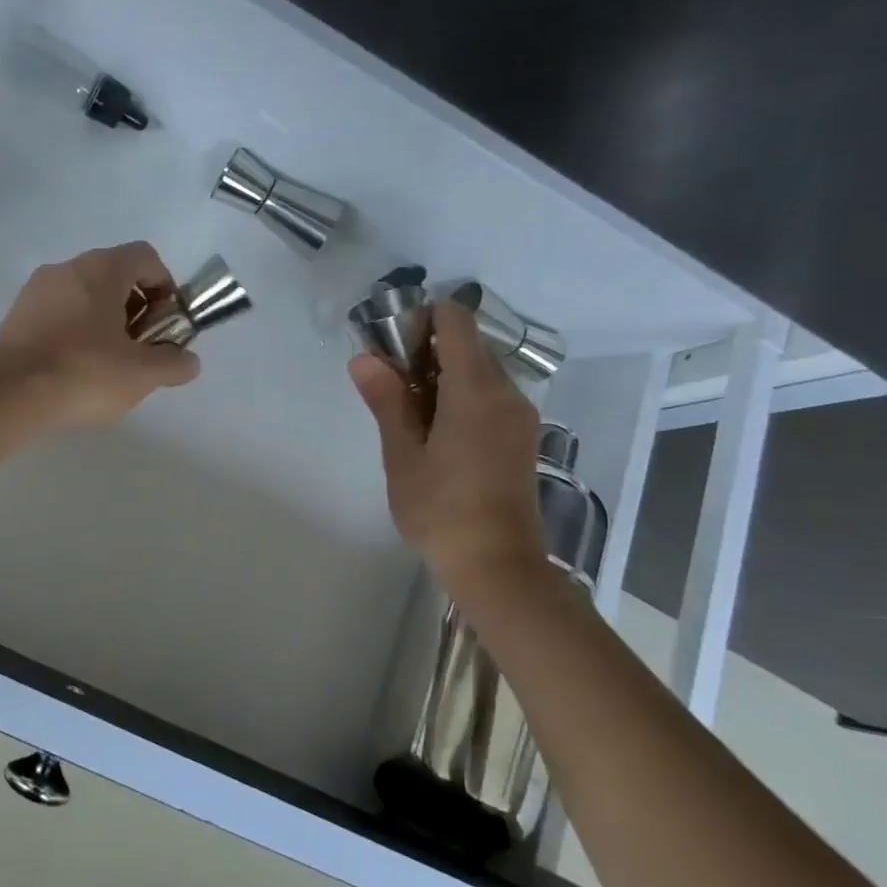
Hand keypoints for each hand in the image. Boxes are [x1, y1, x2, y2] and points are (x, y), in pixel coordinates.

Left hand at [0, 241, 202, 427]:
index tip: (166, 324)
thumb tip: (188, 361)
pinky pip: (57, 315)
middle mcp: (68, 267)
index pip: (146, 257)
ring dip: (104, 323)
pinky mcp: (15, 315)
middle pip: (114, 276)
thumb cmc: (84, 372)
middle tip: (139, 350)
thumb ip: (174, 363)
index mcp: (103, 268)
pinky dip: (74, 334)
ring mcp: (37, 290)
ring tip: (107, 367)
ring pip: (84, 297)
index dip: (165, 287)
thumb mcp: (142, 374)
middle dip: (135, 310)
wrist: (6, 393)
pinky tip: (74, 372)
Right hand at [349, 300, 548, 596]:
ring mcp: (520, 416)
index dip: (421, 320)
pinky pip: (490, 396)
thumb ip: (387, 401)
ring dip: (443, 376)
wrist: (499, 567)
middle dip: (426, 351)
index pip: (456, 321)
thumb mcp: (402, 456)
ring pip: (479, 371)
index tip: (391, 347)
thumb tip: (364, 358)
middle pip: (468, 344)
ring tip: (408, 413)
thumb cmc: (442, 510)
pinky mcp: (522, 437)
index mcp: (476, 390)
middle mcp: (507, 393)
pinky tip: (436, 432)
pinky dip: (461, 396)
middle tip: (390, 386)